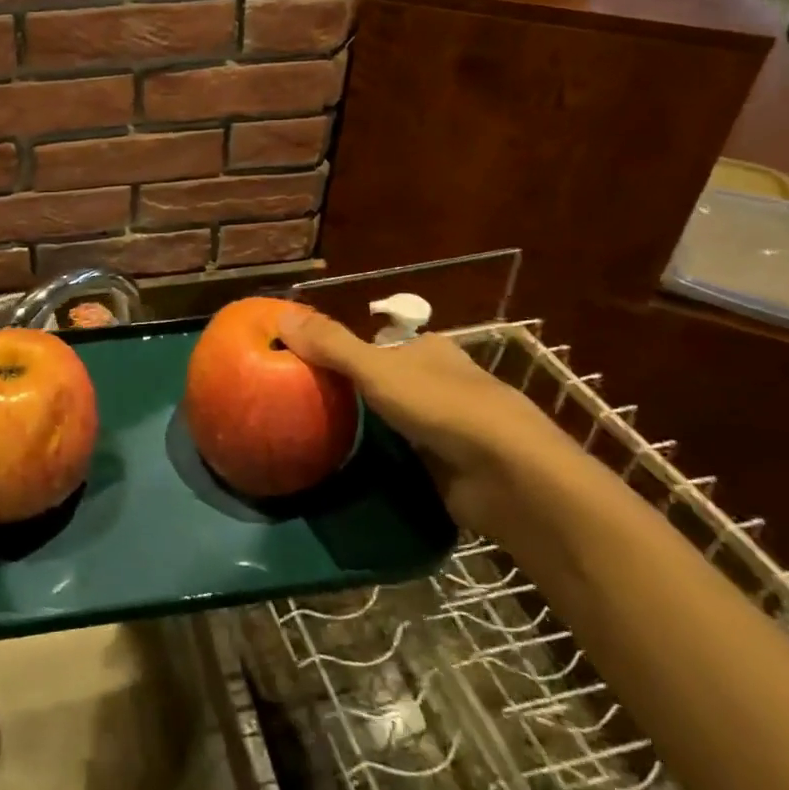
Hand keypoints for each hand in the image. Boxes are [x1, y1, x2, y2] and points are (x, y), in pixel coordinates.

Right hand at [278, 308, 578, 534]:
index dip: (344, 352)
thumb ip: (331, 344)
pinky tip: (354, 468)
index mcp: (429, 350)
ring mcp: (450, 426)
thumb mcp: (376, 368)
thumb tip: (280, 314)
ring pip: (396, 421)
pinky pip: (406, 457)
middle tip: (306, 407)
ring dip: (368, 430)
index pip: (379, 345)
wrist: (507, 475)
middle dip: (353, 394)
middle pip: (386, 382)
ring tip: (319, 438)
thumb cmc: (442, 406)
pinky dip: (384, 461)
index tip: (307, 368)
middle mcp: (442, 382)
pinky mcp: (451, 466)